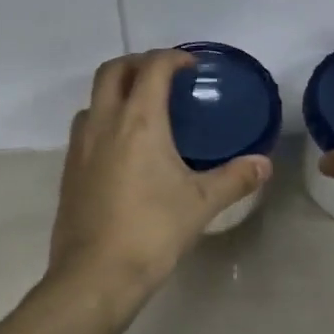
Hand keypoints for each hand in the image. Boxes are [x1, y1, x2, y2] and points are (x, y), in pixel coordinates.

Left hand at [45, 49, 271, 308]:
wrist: (95, 276)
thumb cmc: (152, 231)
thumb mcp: (201, 204)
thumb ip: (235, 178)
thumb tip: (264, 164)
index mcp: (139, 121)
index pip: (153, 68)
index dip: (173, 57)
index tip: (191, 66)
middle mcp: (104, 123)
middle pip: (113, 70)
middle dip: (138, 63)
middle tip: (165, 77)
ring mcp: (80, 146)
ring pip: (94, 99)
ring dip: (116, 91)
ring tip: (143, 110)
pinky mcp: (69, 169)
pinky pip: (85, 128)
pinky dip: (104, 120)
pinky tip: (123, 149)